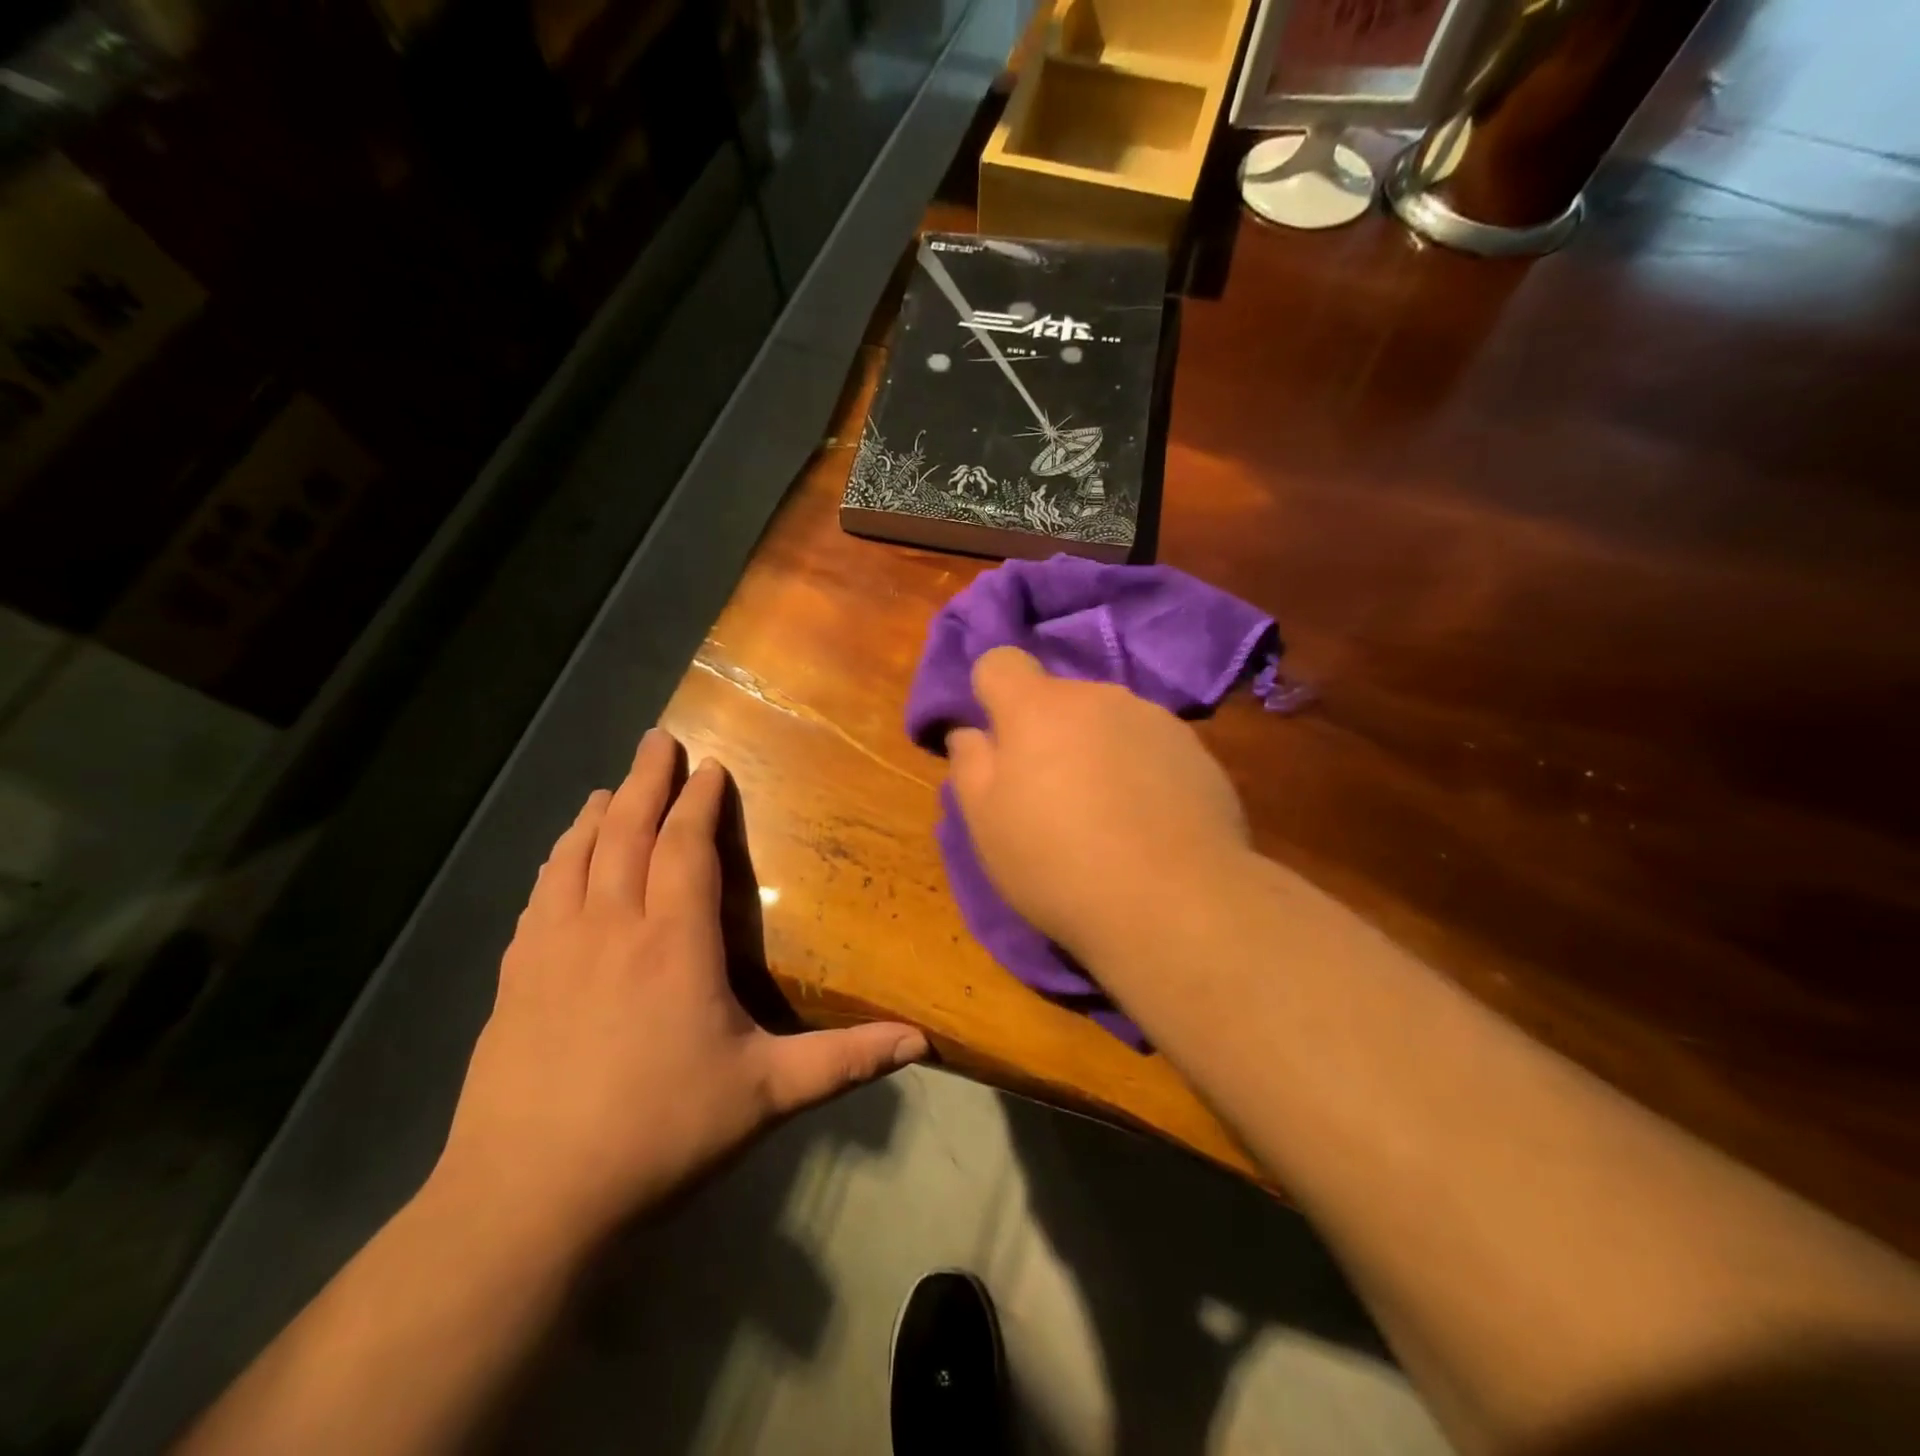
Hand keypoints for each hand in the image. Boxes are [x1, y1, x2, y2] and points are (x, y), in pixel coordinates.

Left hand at [432, 731, 928, 1249]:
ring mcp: (553, 951)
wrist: (528, 1201)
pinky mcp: (514, 981)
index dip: (699, 803)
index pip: (686, 849)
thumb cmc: (659, 1134)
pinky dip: (555, 863)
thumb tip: (922, 1041)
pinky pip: (538, 899)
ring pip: (575, 858)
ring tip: (607, 788)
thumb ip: (845, 1061)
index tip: (710, 767)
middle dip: (644, 781)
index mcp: (673, 943)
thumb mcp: (766, 1096)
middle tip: (655, 740)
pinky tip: (558, 861)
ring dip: (596, 815)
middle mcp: (610, 929)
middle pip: (625, 833)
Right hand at [946, 648, 1250, 964]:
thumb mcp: (986, 824)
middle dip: (1046, 731)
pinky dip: (1139, 770)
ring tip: (1104, 814)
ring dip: (1095, 750)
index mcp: (1038, 707)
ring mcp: (1154, 720)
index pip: (1001, 662)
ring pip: (1106, 722)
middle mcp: (1099, 697)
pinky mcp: (1196, 751)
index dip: (990, 693)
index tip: (996, 740)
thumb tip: (970, 732)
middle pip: (1058, 697)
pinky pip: (1149, 747)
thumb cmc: (1058, 863)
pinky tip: (1146, 822)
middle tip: (1048, 793)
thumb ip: (970, 765)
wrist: (1174, 903)